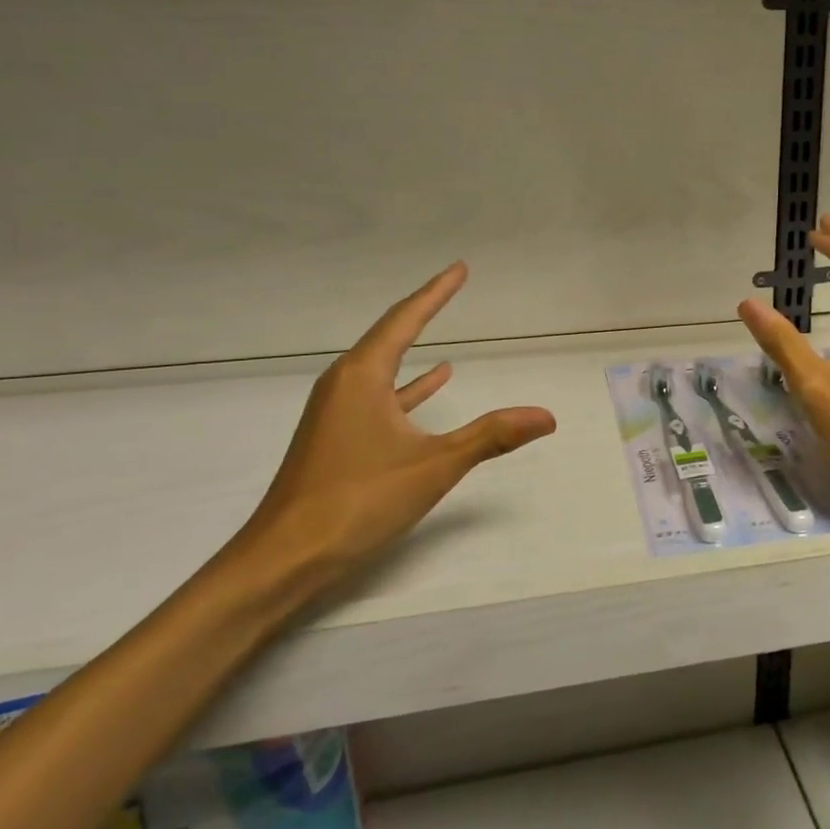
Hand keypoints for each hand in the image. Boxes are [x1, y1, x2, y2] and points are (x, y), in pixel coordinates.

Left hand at [239, 262, 556, 593]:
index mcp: (362, 376)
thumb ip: (491, 436)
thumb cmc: (356, 501)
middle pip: (389, 336)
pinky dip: (406, 388)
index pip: (405, 319)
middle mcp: (344, 383)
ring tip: (447, 341)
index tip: (459, 268)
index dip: (436, 292)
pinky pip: (377, 397)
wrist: (283, 560)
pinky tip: (431, 386)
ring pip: (382, 368)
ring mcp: (335, 411)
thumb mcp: (433, 466)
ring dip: (413, 350)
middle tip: (452, 287)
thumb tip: (546, 415)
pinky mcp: (335, 437)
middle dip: (423, 312)